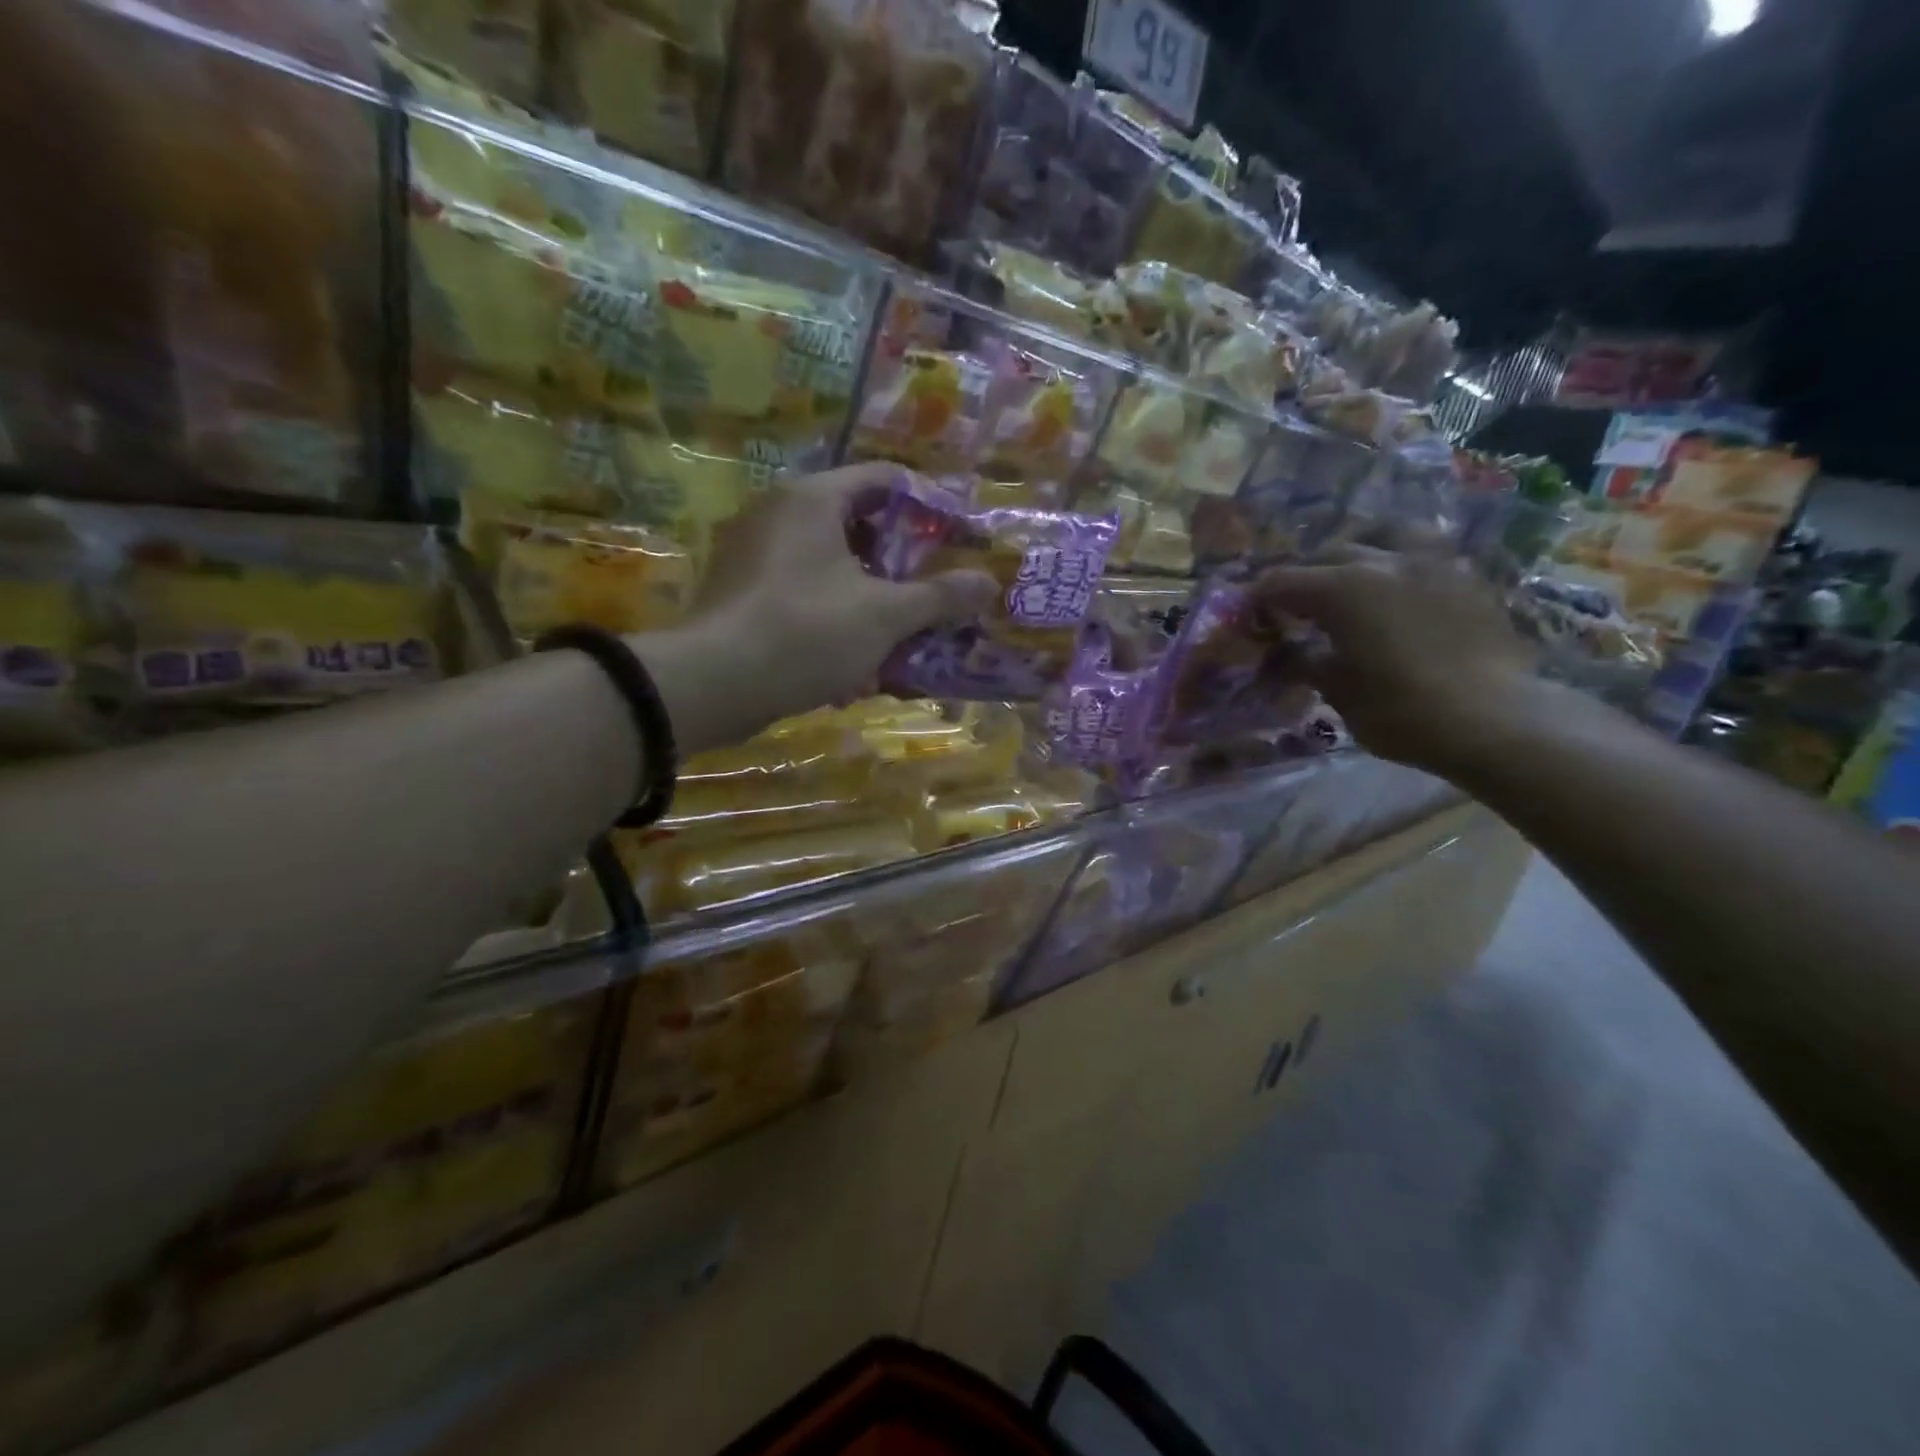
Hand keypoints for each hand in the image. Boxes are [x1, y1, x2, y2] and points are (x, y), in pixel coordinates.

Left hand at [639, 465, 995, 752]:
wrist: (712, 684)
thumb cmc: (805, 633)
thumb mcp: (884, 615)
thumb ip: (939, 597)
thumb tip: (989, 583)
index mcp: (813, 499)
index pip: (884, 479)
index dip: (928, 505)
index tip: (959, 537)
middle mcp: (779, 513)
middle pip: (858, 522)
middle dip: (901, 559)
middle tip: (934, 588)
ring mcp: (754, 554)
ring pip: (831, 564)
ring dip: (871, 593)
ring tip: (903, 627)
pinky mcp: (742, 593)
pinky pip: (804, 592)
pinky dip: (836, 614)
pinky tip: (857, 656)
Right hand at [1254, 547, 1539, 773]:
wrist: (1496, 720)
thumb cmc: (1401, 711)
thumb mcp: (1338, 691)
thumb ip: (1307, 662)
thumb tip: (1287, 654)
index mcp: (1343, 589)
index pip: (1282, 581)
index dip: (1258, 598)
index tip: (1248, 616)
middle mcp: (1384, 562)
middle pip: (1330, 553)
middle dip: (1305, 576)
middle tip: (1295, 606)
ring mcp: (1432, 564)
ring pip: (1386, 536)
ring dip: (1361, 551)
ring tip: (1355, 577)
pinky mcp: (1468, 578)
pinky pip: (1425, 555)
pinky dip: (1401, 566)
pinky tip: (1400, 593)